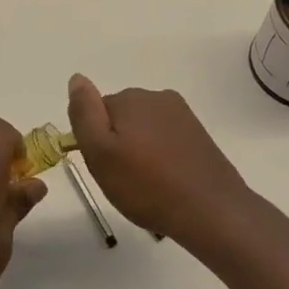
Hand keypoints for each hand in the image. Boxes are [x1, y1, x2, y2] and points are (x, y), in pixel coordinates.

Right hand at [65, 75, 248, 246]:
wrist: (211, 210)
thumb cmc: (147, 185)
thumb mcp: (100, 153)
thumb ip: (84, 113)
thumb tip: (77, 78)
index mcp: (130, 98)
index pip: (96, 111)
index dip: (96, 142)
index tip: (106, 167)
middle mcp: (156, 97)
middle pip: (122, 118)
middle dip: (119, 145)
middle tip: (125, 180)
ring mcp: (182, 114)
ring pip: (145, 129)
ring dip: (141, 152)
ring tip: (148, 186)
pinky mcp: (198, 134)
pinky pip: (167, 140)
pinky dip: (162, 157)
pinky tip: (168, 183)